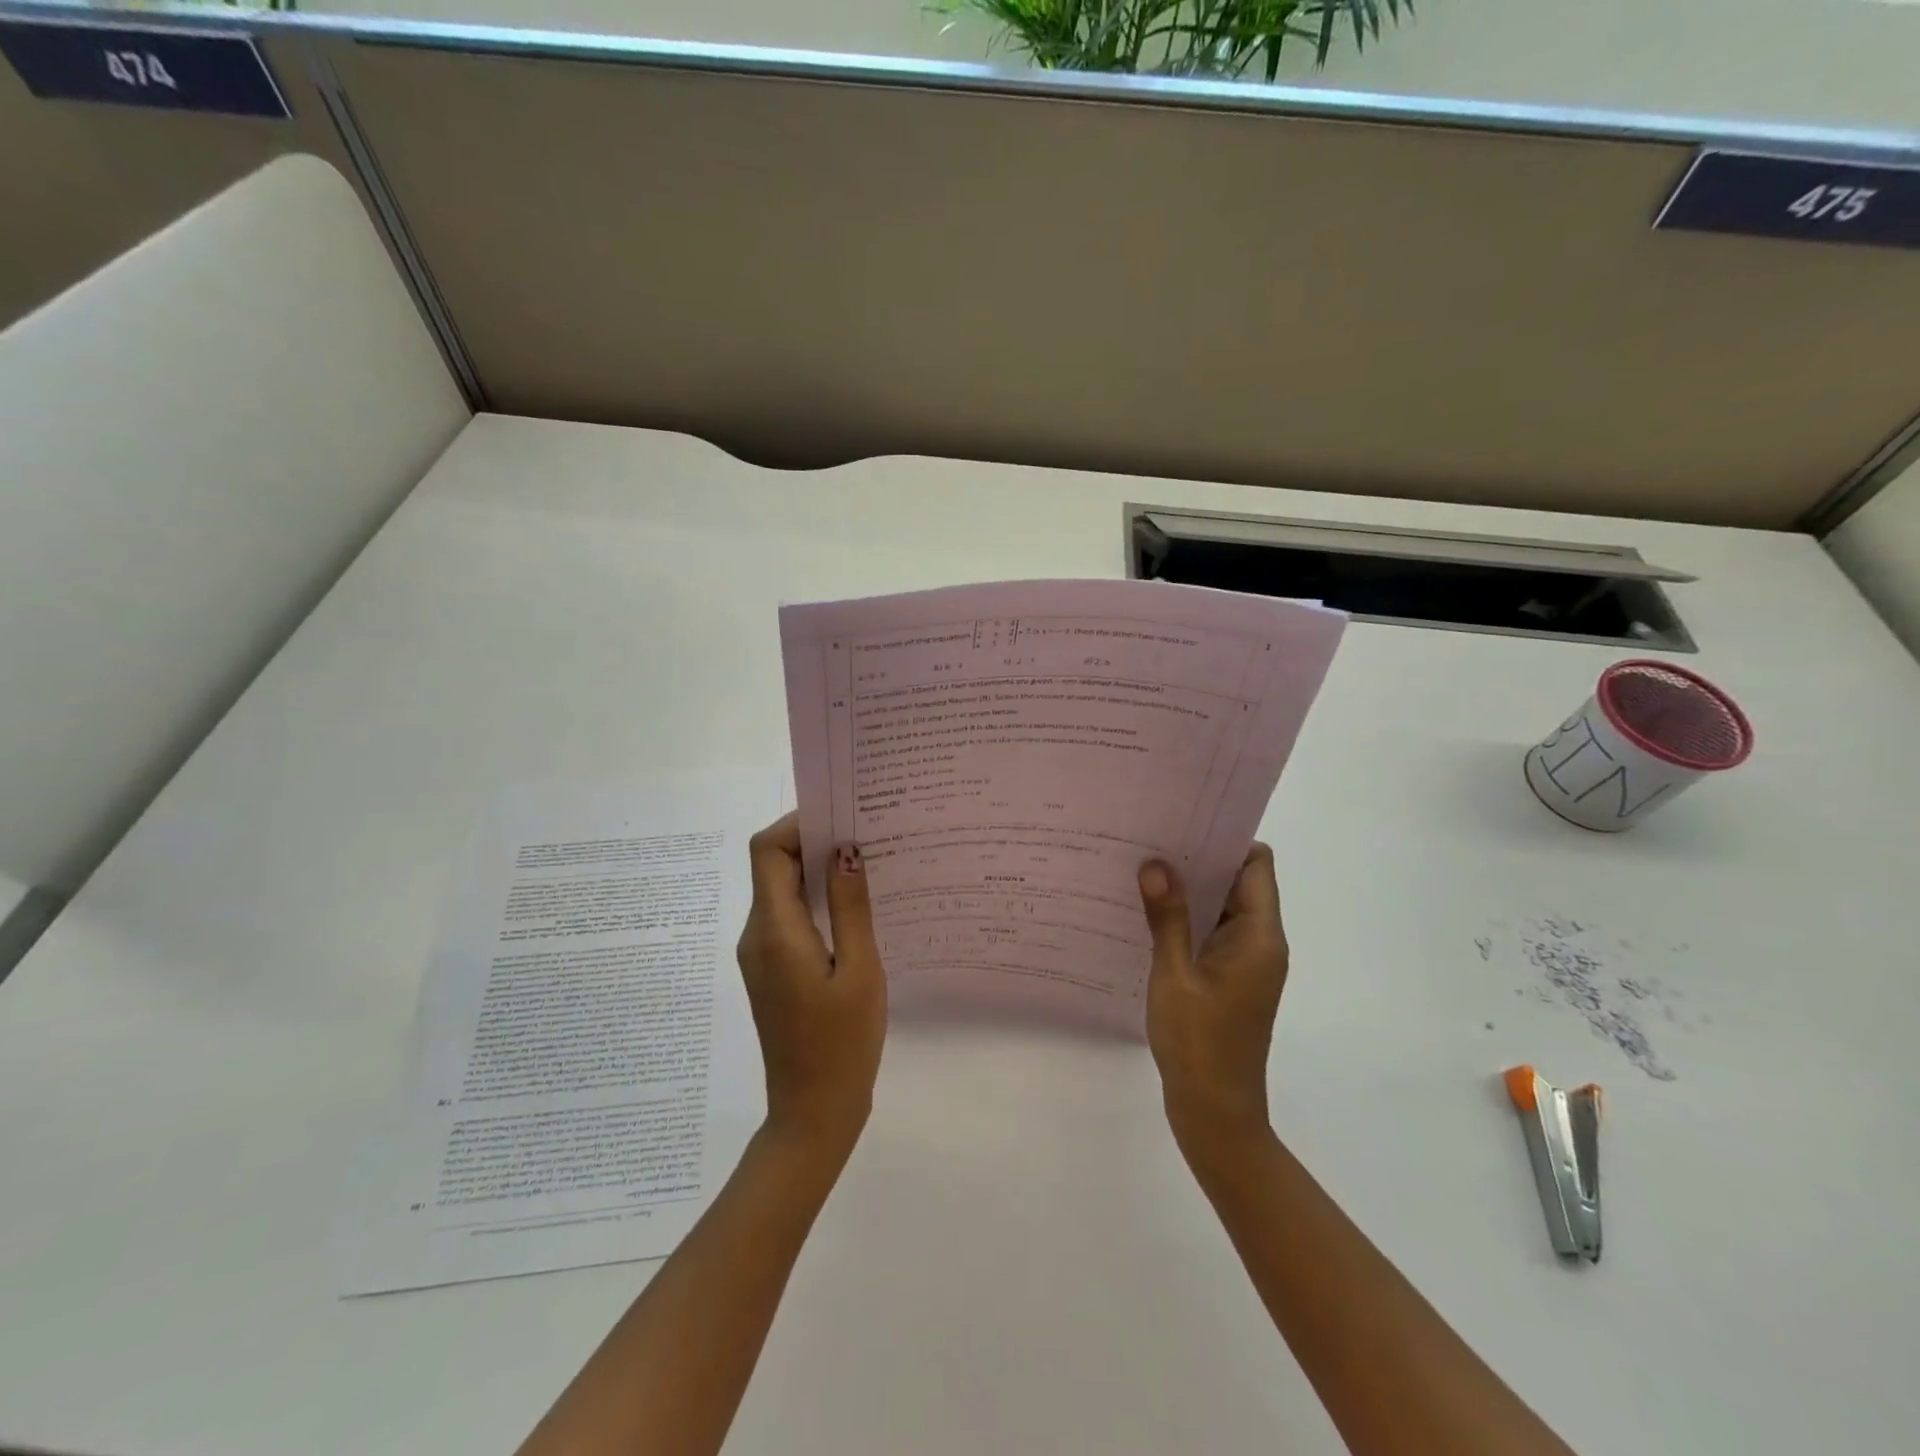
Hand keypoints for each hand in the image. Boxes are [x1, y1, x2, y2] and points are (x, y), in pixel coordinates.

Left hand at [737, 814, 886, 1156]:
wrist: (813, 1112)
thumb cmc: (842, 1044)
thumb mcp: (860, 971)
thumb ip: (852, 907)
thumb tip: (846, 850)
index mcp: (775, 930)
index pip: (767, 850)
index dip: (798, 824)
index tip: (842, 817)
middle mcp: (758, 934)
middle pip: (774, 866)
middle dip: (815, 842)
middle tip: (867, 834)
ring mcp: (762, 953)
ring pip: (783, 890)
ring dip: (819, 871)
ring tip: (869, 864)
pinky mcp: (773, 969)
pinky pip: (790, 916)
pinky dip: (818, 900)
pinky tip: (856, 906)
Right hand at [1138, 845, 1287, 1165]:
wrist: (1215, 1115)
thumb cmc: (1199, 1043)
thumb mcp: (1175, 976)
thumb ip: (1167, 918)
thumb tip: (1156, 864)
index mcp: (1259, 937)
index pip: (1256, 866)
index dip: (1226, 838)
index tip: (1183, 821)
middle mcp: (1260, 943)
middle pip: (1238, 882)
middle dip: (1199, 858)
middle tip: (1151, 837)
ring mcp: (1245, 964)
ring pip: (1221, 908)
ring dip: (1189, 890)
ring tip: (1142, 867)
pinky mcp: (1229, 980)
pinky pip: (1211, 934)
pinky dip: (1186, 919)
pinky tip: (1147, 913)